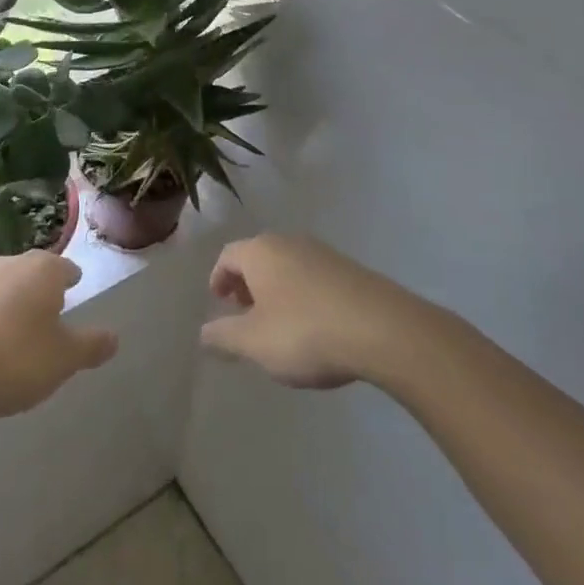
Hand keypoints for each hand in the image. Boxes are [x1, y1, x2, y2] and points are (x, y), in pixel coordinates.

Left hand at [0, 250, 118, 421]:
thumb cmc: (10, 358)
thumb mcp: (62, 360)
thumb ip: (90, 346)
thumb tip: (115, 336)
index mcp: (44, 269)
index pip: (66, 268)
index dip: (72, 281)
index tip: (75, 290)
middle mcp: (10, 264)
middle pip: (33, 272)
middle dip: (42, 289)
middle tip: (51, 312)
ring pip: (4, 287)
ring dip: (12, 303)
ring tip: (18, 330)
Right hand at [200, 234, 425, 388]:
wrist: (381, 329)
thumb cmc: (305, 332)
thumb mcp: (254, 342)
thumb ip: (224, 337)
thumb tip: (202, 333)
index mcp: (261, 252)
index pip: (228, 255)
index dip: (218, 278)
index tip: (218, 302)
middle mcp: (289, 242)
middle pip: (258, 256)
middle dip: (247, 283)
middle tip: (244, 312)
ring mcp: (323, 252)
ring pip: (287, 265)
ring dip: (275, 289)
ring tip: (277, 323)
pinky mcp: (349, 269)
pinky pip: (313, 276)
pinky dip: (301, 294)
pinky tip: (312, 324)